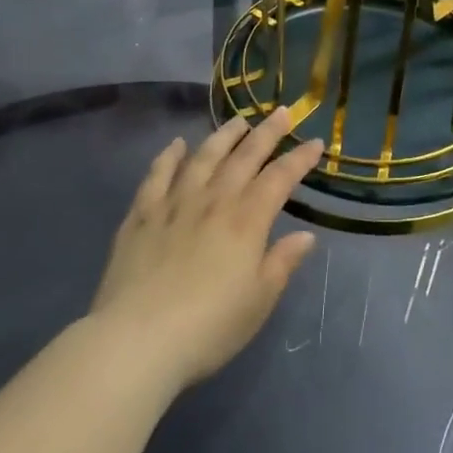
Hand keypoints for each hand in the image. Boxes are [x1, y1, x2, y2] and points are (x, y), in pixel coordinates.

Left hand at [89, 109, 323, 393]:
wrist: (136, 341)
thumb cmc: (208, 328)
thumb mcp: (258, 301)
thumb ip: (282, 263)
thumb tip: (306, 236)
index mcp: (247, 221)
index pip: (280, 178)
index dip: (300, 158)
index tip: (315, 142)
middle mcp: (214, 201)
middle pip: (245, 156)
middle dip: (267, 133)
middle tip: (282, 112)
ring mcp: (175, 203)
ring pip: (204, 157)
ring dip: (224, 136)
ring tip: (238, 121)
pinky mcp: (141, 216)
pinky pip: (157, 175)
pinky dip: (169, 156)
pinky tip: (177, 145)